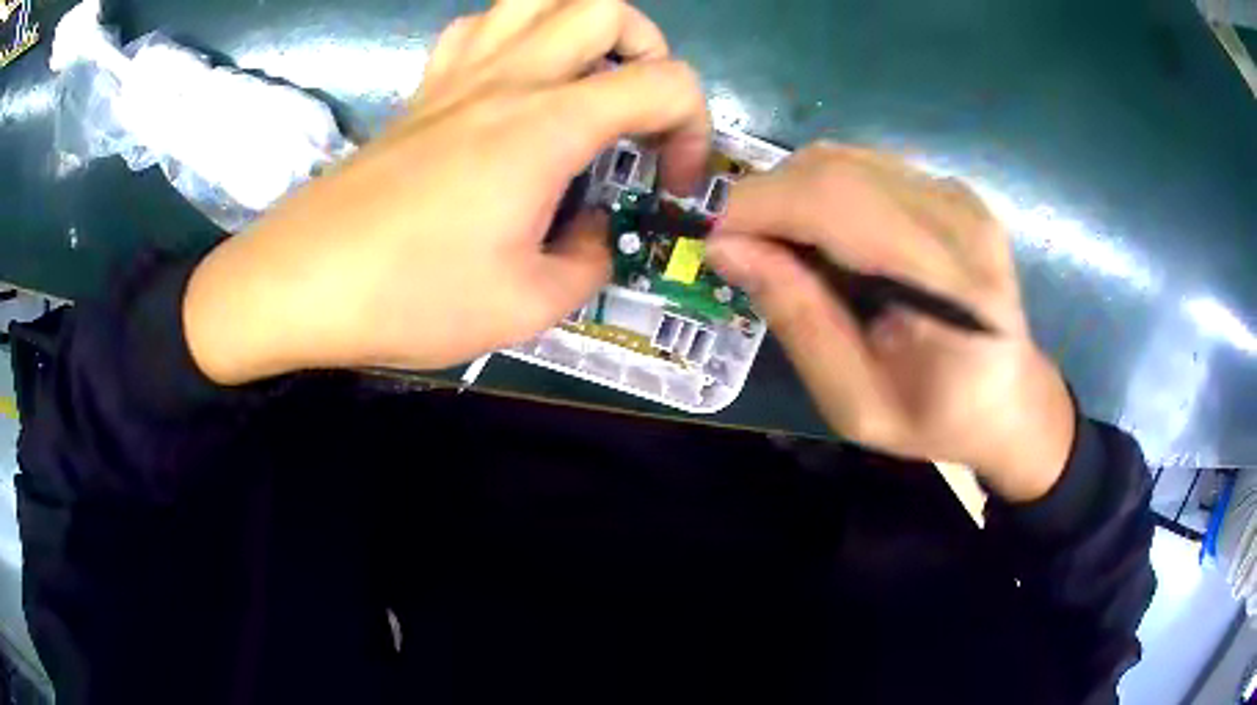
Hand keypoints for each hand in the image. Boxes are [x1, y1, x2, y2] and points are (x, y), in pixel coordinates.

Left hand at [184, 0, 709, 383]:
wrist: (302, 284)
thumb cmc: (410, 297)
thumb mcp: (526, 308)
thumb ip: (588, 261)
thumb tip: (595, 229)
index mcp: (547, 126)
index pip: (665, 83)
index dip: (694, 129)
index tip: (674, 182)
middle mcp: (508, 79)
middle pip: (605, 7)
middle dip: (648, 49)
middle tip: (640, 107)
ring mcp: (457, 75)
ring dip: (581, 27)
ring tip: (585, 77)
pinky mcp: (421, 90)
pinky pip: (477, 26)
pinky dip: (513, 36)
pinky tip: (512, 79)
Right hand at [705, 144, 1074, 501]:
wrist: (1011, 399)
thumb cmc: (939, 420)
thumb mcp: (858, 407)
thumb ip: (801, 323)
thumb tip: (725, 249)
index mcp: (952, 285)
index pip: (836, 203)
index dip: (759, 209)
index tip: (716, 247)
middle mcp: (960, 219)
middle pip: (833, 168)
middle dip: (767, 199)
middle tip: (746, 254)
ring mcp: (959, 195)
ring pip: (842, 157)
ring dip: (793, 194)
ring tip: (787, 251)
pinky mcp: (951, 188)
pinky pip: (864, 166)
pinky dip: (824, 192)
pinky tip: (829, 239)